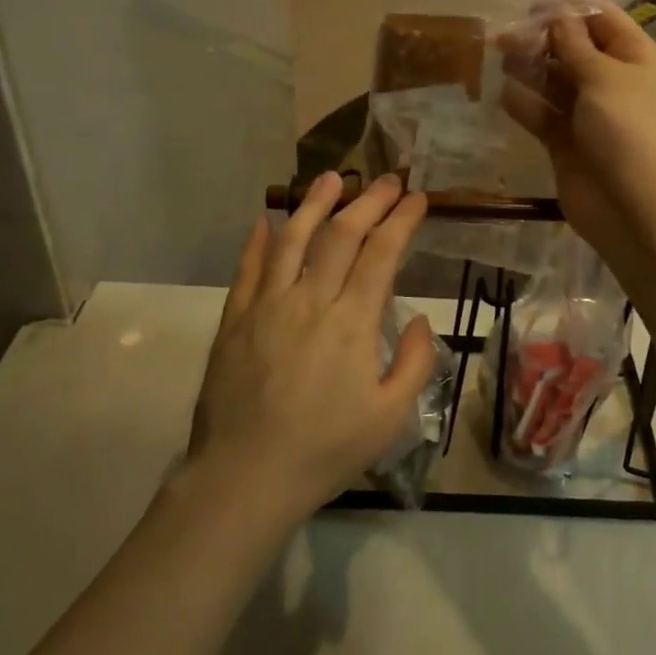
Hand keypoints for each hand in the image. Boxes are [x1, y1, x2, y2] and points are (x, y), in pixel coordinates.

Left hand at [188, 173, 434, 521]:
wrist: (246, 476)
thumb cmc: (325, 450)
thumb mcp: (391, 417)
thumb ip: (416, 363)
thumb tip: (421, 320)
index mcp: (352, 322)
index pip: (382, 253)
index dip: (401, 220)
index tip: (417, 198)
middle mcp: (309, 300)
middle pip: (341, 235)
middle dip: (369, 201)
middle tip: (388, 180)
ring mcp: (266, 305)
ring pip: (292, 238)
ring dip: (314, 204)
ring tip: (332, 178)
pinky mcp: (234, 319)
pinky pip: (248, 268)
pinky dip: (259, 240)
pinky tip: (266, 220)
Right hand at [499, 3, 655, 256]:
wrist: (634, 205)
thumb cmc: (627, 128)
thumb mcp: (604, 76)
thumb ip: (575, 45)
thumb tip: (558, 16)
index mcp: (634, 58)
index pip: (601, 20)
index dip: (568, 9)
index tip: (530, 5)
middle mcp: (612, 82)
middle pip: (573, 50)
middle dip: (541, 40)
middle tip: (504, 38)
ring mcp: (588, 114)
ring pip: (553, 82)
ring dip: (528, 70)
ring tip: (501, 60)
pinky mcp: (565, 143)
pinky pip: (542, 116)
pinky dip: (524, 105)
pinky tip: (504, 96)